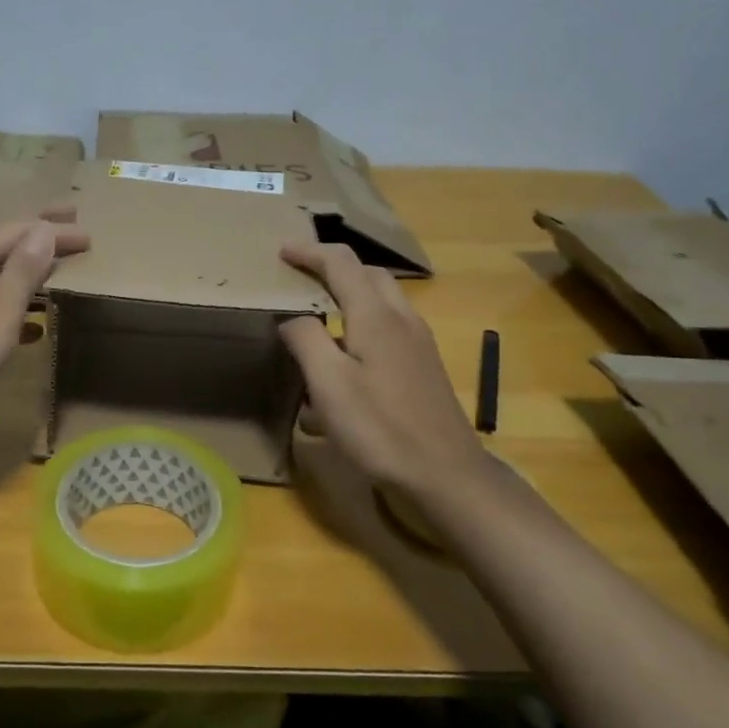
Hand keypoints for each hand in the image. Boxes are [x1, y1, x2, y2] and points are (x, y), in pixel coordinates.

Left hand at [0, 211, 88, 413]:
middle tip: (71, 222)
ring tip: (56, 268)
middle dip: (39, 236)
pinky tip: (31, 325)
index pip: (21, 229)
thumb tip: (44, 229)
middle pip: (5, 242)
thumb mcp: (0, 309)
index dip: (55, 230)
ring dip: (27, 269)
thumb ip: (24, 269)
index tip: (88, 234)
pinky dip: (10, 303)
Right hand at [277, 243, 492, 544]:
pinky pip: (391, 325)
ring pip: (383, 299)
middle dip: (334, 267)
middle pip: (368, 274)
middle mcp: (402, 319)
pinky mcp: (425, 365)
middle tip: (301, 277)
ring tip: (320, 311)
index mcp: (376, 316)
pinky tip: (349, 355)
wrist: (446, 475)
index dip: (310, 252)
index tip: (282, 252)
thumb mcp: (329, 385)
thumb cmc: (381, 428)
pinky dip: (365, 320)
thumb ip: (306, 340)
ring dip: (351, 293)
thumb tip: (291, 316)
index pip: (341, 263)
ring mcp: (419, 342)